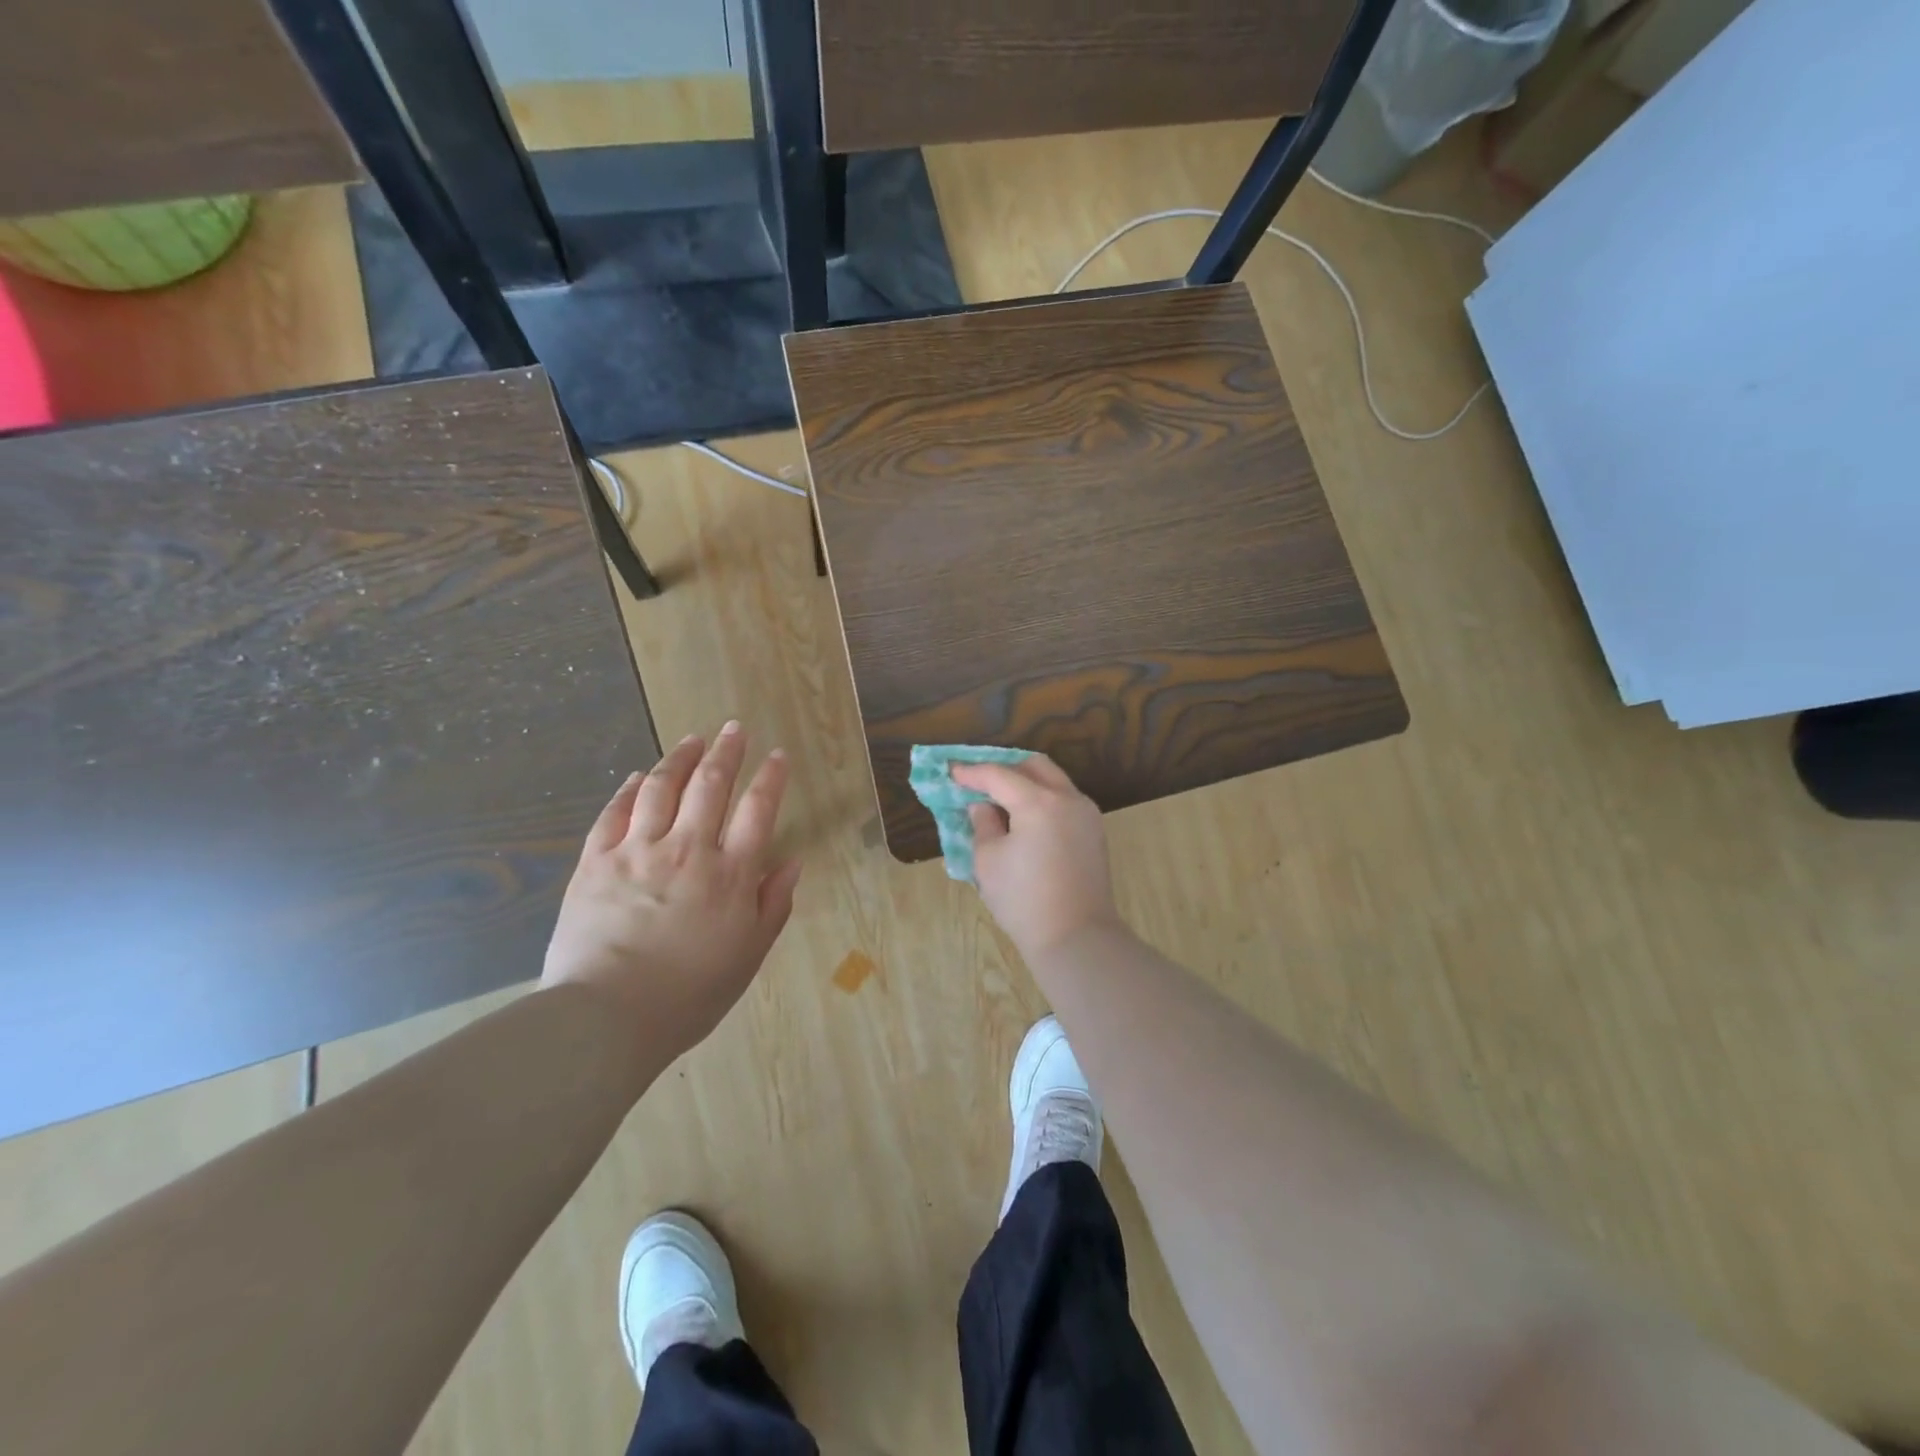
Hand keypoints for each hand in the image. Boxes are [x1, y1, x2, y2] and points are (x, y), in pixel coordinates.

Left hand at [542, 722, 801, 1055]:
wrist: (606, 1017)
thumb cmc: (689, 994)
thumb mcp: (748, 956)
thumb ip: (773, 904)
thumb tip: (792, 861)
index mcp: (730, 874)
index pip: (757, 810)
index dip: (771, 777)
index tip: (778, 755)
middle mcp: (688, 849)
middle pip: (711, 785)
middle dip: (727, 751)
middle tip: (735, 728)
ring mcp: (637, 851)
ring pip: (662, 788)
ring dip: (680, 758)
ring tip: (693, 739)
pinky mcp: (595, 862)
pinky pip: (614, 813)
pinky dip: (629, 789)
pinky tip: (638, 776)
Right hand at [949, 754, 1121, 958]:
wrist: (1076, 937)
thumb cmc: (1023, 900)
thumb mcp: (988, 860)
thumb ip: (983, 823)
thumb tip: (983, 806)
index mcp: (1039, 802)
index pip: (999, 775)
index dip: (972, 772)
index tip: (951, 771)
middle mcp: (1068, 799)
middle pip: (1034, 766)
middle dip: (1005, 768)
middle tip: (980, 782)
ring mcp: (1086, 814)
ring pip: (1054, 781)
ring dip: (1026, 782)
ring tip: (1001, 800)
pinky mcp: (1094, 832)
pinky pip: (1065, 801)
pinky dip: (1043, 799)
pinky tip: (1025, 818)